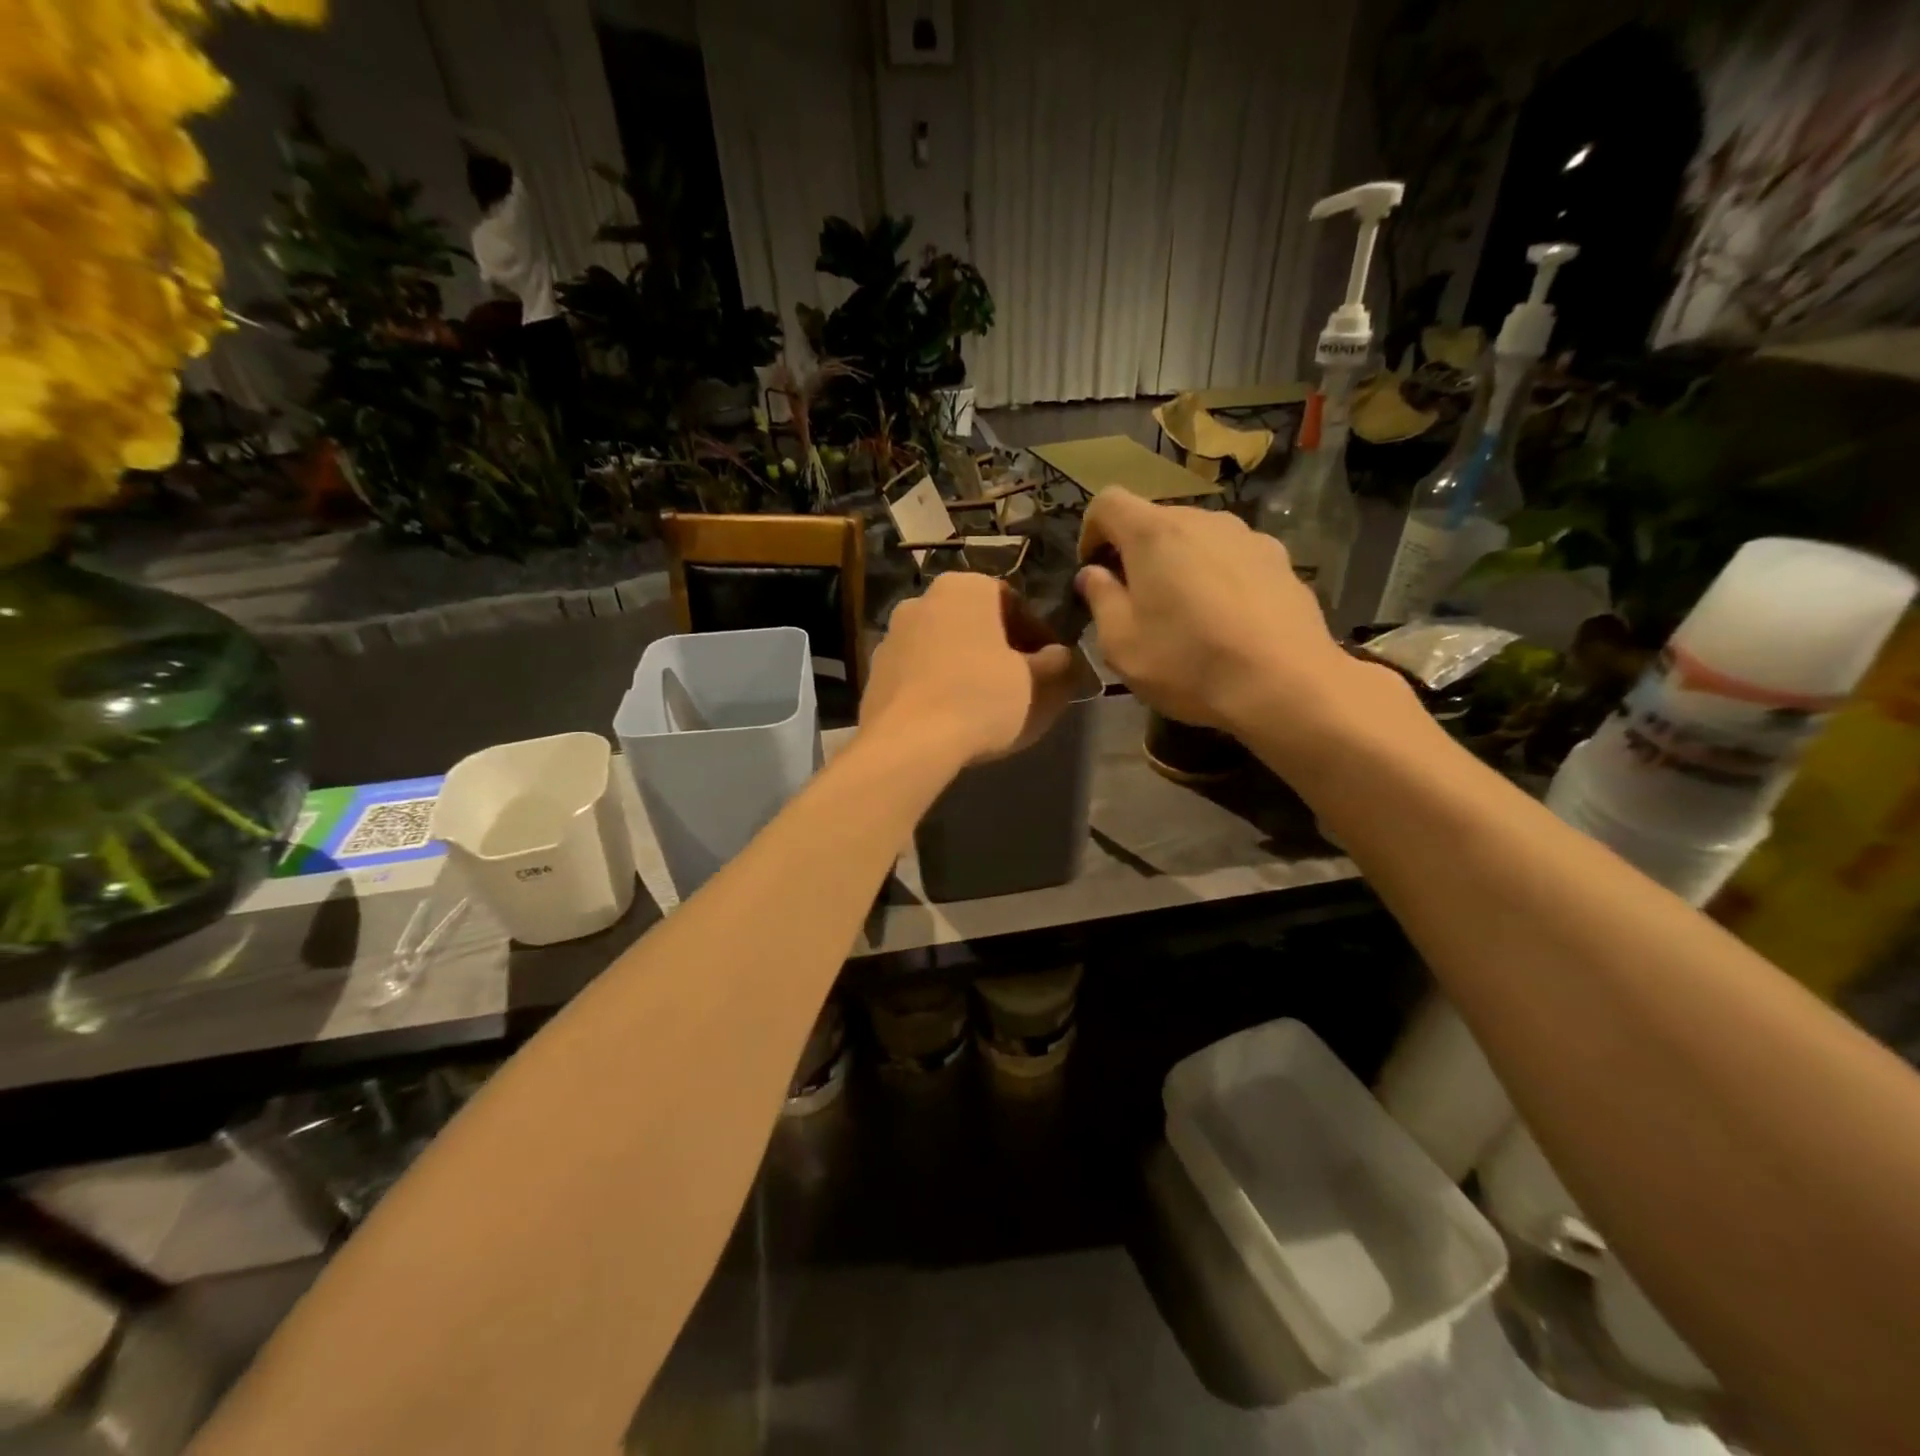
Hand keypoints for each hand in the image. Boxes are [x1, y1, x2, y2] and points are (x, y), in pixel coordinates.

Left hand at [861, 573, 1076, 767]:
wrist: (908, 742)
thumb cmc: (981, 699)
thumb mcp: (1041, 684)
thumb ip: (1059, 664)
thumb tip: (1061, 657)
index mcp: (964, 588)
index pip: (1013, 603)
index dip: (1038, 636)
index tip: (1050, 666)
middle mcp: (922, 600)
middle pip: (975, 624)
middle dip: (999, 650)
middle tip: (1020, 685)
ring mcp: (891, 636)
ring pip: (944, 648)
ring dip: (966, 668)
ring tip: (984, 706)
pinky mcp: (874, 674)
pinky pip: (918, 675)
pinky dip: (937, 688)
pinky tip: (950, 718)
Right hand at [1076, 490, 1384, 739]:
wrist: (1286, 684)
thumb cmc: (1188, 662)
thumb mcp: (1121, 644)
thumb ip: (1100, 599)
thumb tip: (1093, 574)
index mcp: (1154, 533)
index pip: (1107, 502)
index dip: (1090, 532)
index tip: (1092, 571)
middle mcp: (1202, 520)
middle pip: (1155, 520)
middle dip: (1136, 554)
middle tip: (1134, 602)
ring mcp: (1247, 536)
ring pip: (1196, 539)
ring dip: (1178, 565)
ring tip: (1184, 614)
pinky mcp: (1280, 560)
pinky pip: (1232, 558)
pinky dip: (1217, 577)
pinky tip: (1226, 621)